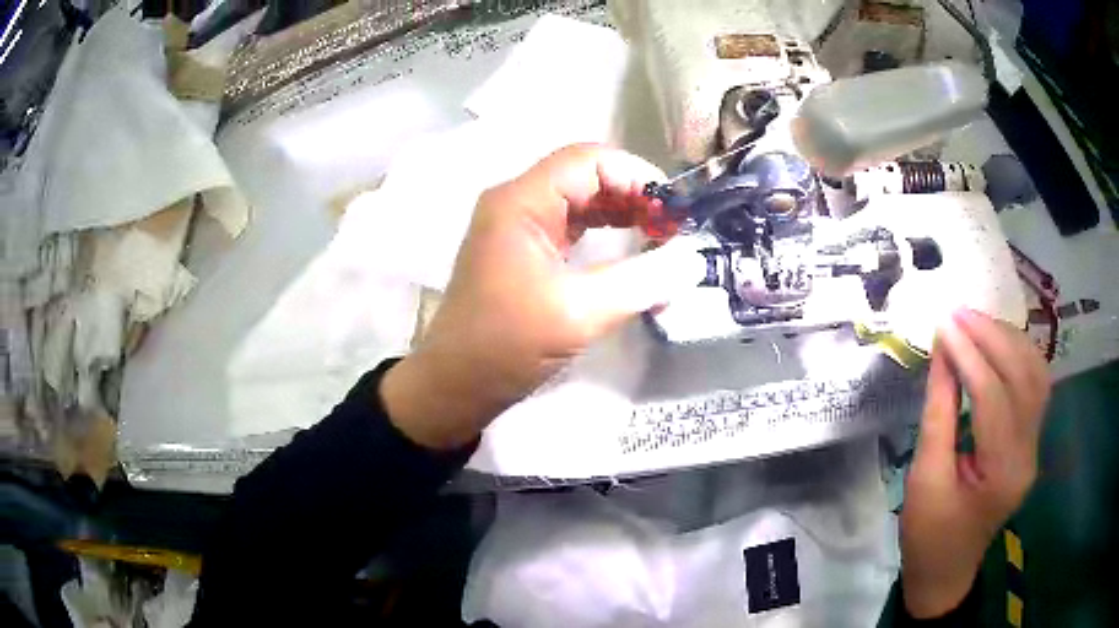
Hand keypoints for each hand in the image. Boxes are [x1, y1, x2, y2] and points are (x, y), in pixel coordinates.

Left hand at [381, 144, 690, 448]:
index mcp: (520, 202)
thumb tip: (692, 261)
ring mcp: (519, 226)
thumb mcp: (578, 314)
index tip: (673, 211)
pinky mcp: (525, 249)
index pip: (588, 161)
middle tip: (673, 228)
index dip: (637, 176)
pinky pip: (572, 225)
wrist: (455, 384)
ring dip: (623, 213)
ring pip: (582, 199)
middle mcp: (517, 202)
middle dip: (634, 195)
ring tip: (661, 238)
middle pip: (586, 175)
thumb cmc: (505, 346)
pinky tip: (633, 251)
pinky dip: (606, 233)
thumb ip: (640, 282)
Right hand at [901, 309, 1049, 617]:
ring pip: (1035, 373)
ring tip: (976, 321)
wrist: (947, 570)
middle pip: (1022, 377)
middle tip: (959, 312)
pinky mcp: (1031, 440)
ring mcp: (1035, 445)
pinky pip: (1034, 384)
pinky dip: (1018, 355)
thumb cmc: (928, 535)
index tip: (944, 323)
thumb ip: (938, 413)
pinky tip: (997, 343)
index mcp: (1002, 474)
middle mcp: (1028, 453)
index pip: (994, 398)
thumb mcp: (924, 479)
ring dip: (1008, 340)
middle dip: (991, 337)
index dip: (969, 357)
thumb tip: (944, 352)